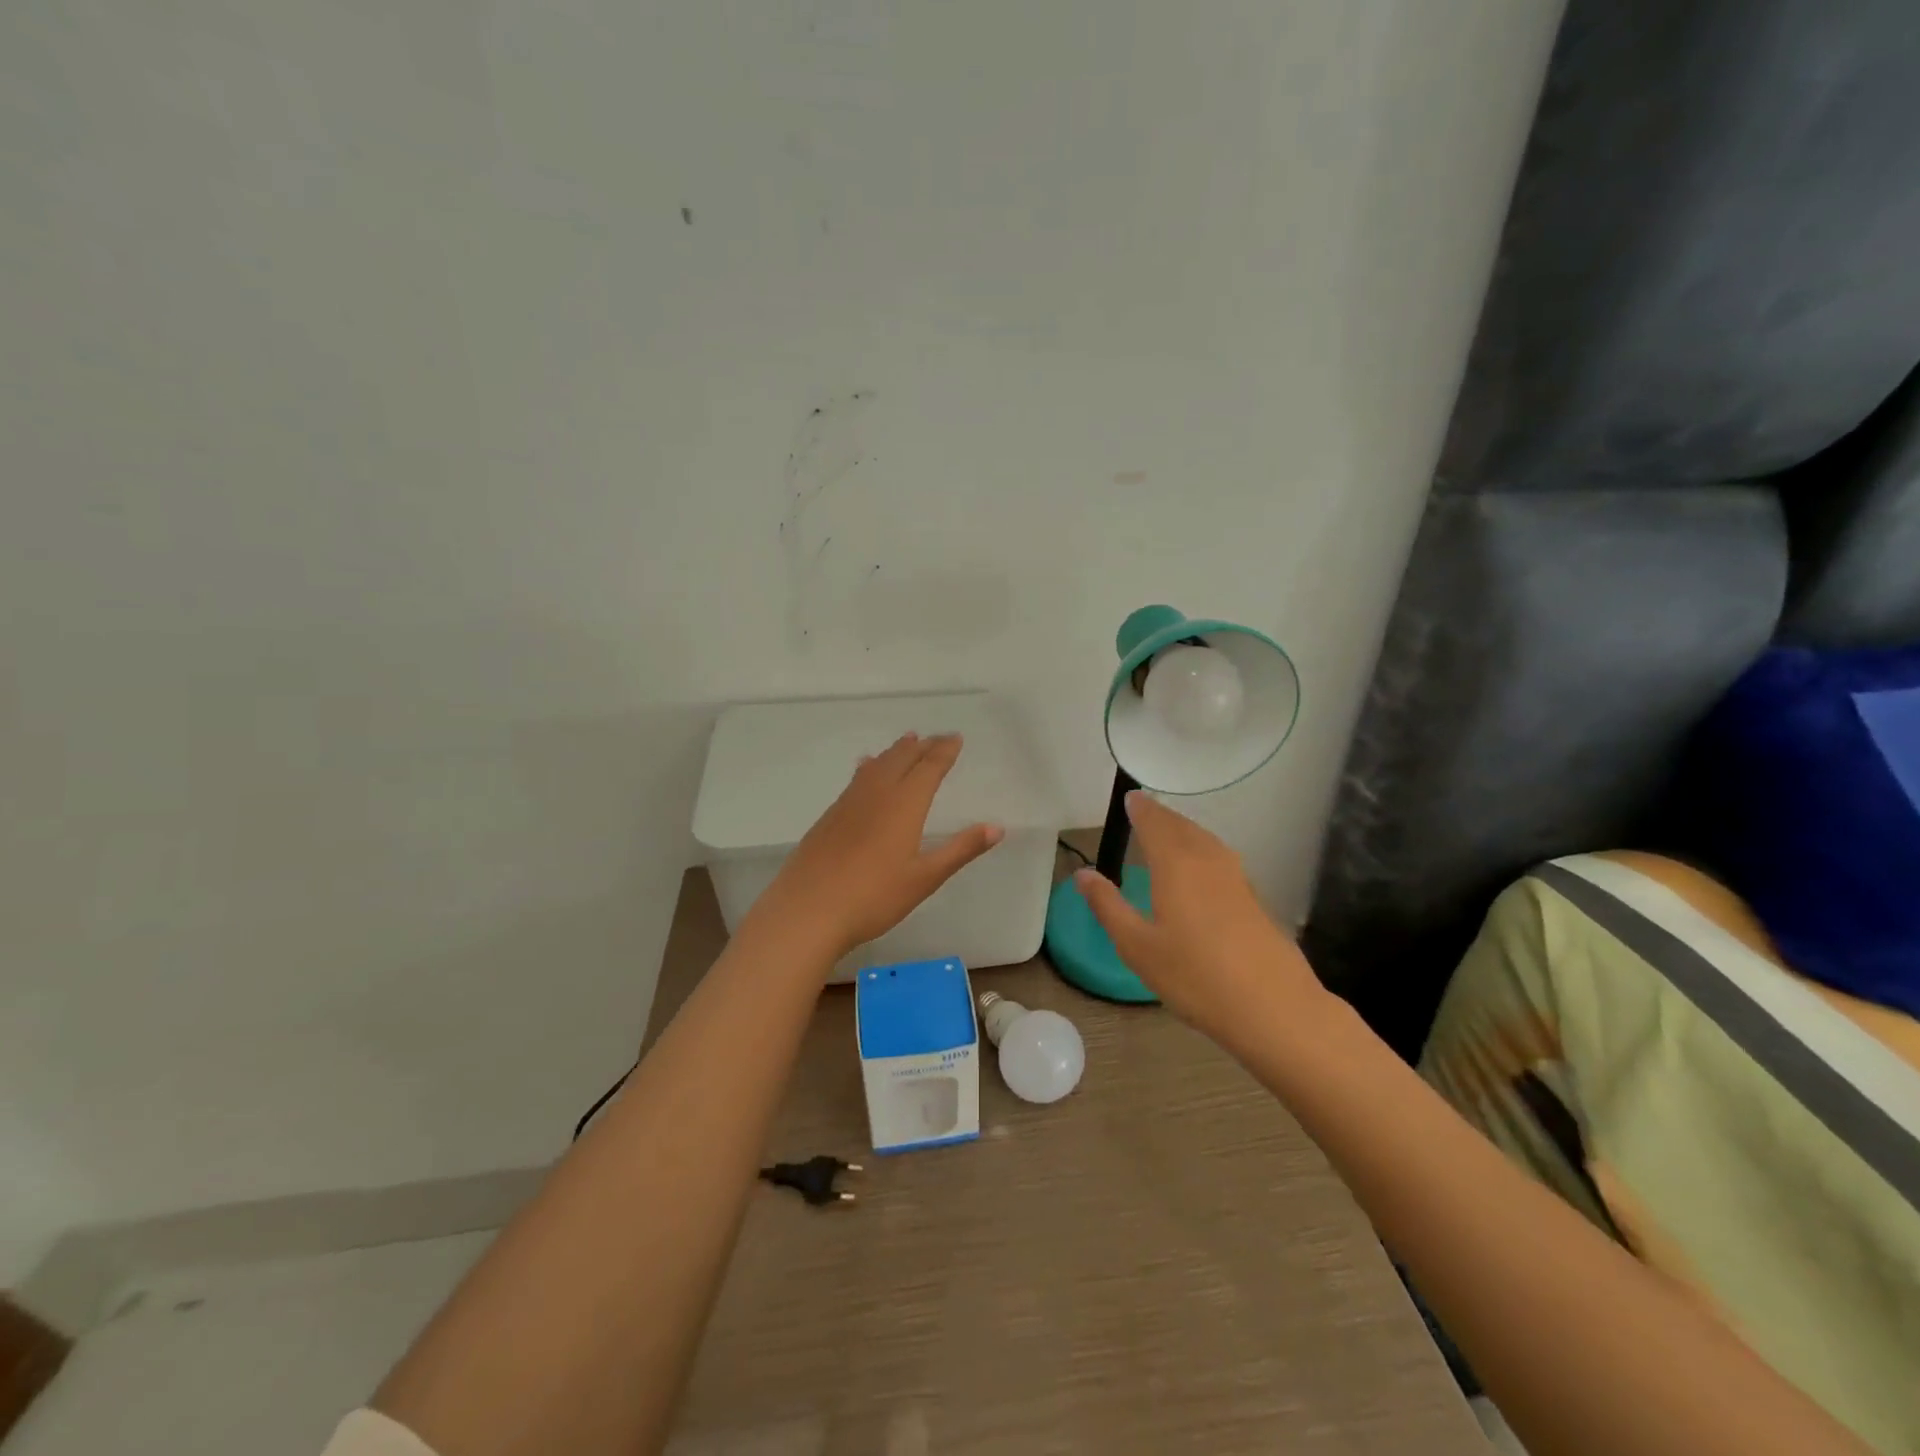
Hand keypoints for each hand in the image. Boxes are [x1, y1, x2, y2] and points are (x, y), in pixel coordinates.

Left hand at [754, 732, 1003, 961]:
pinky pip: (856, 779)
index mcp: (904, 804)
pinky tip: (864, 767)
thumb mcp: (924, 878)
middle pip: (902, 759)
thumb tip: (997, 827)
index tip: (956, 738)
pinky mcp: (830, 816)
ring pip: (877, 765)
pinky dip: (869, 766)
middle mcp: (877, 794)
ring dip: (895, 751)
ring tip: (907, 740)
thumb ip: (960, 849)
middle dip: (922, 746)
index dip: (944, 751)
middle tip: (936, 737)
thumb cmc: (873, 897)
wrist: (807, 910)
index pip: (929, 768)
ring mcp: (849, 803)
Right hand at [1074, 792, 1328, 1050]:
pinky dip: (1202, 849)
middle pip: (1182, 827)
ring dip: (1184, 830)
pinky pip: (1220, 858)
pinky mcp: (1254, 899)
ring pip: (1205, 841)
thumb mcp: (1137, 946)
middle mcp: (1208, 861)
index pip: (1155, 824)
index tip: (1130, 798)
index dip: (1141, 809)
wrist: (1275, 1008)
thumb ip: (1108, 906)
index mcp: (1176, 866)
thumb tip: (1083, 874)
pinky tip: (1199, 869)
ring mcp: (1236, 879)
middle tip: (1144, 810)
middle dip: (1161, 815)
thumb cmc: (1195, 977)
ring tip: (1168, 833)